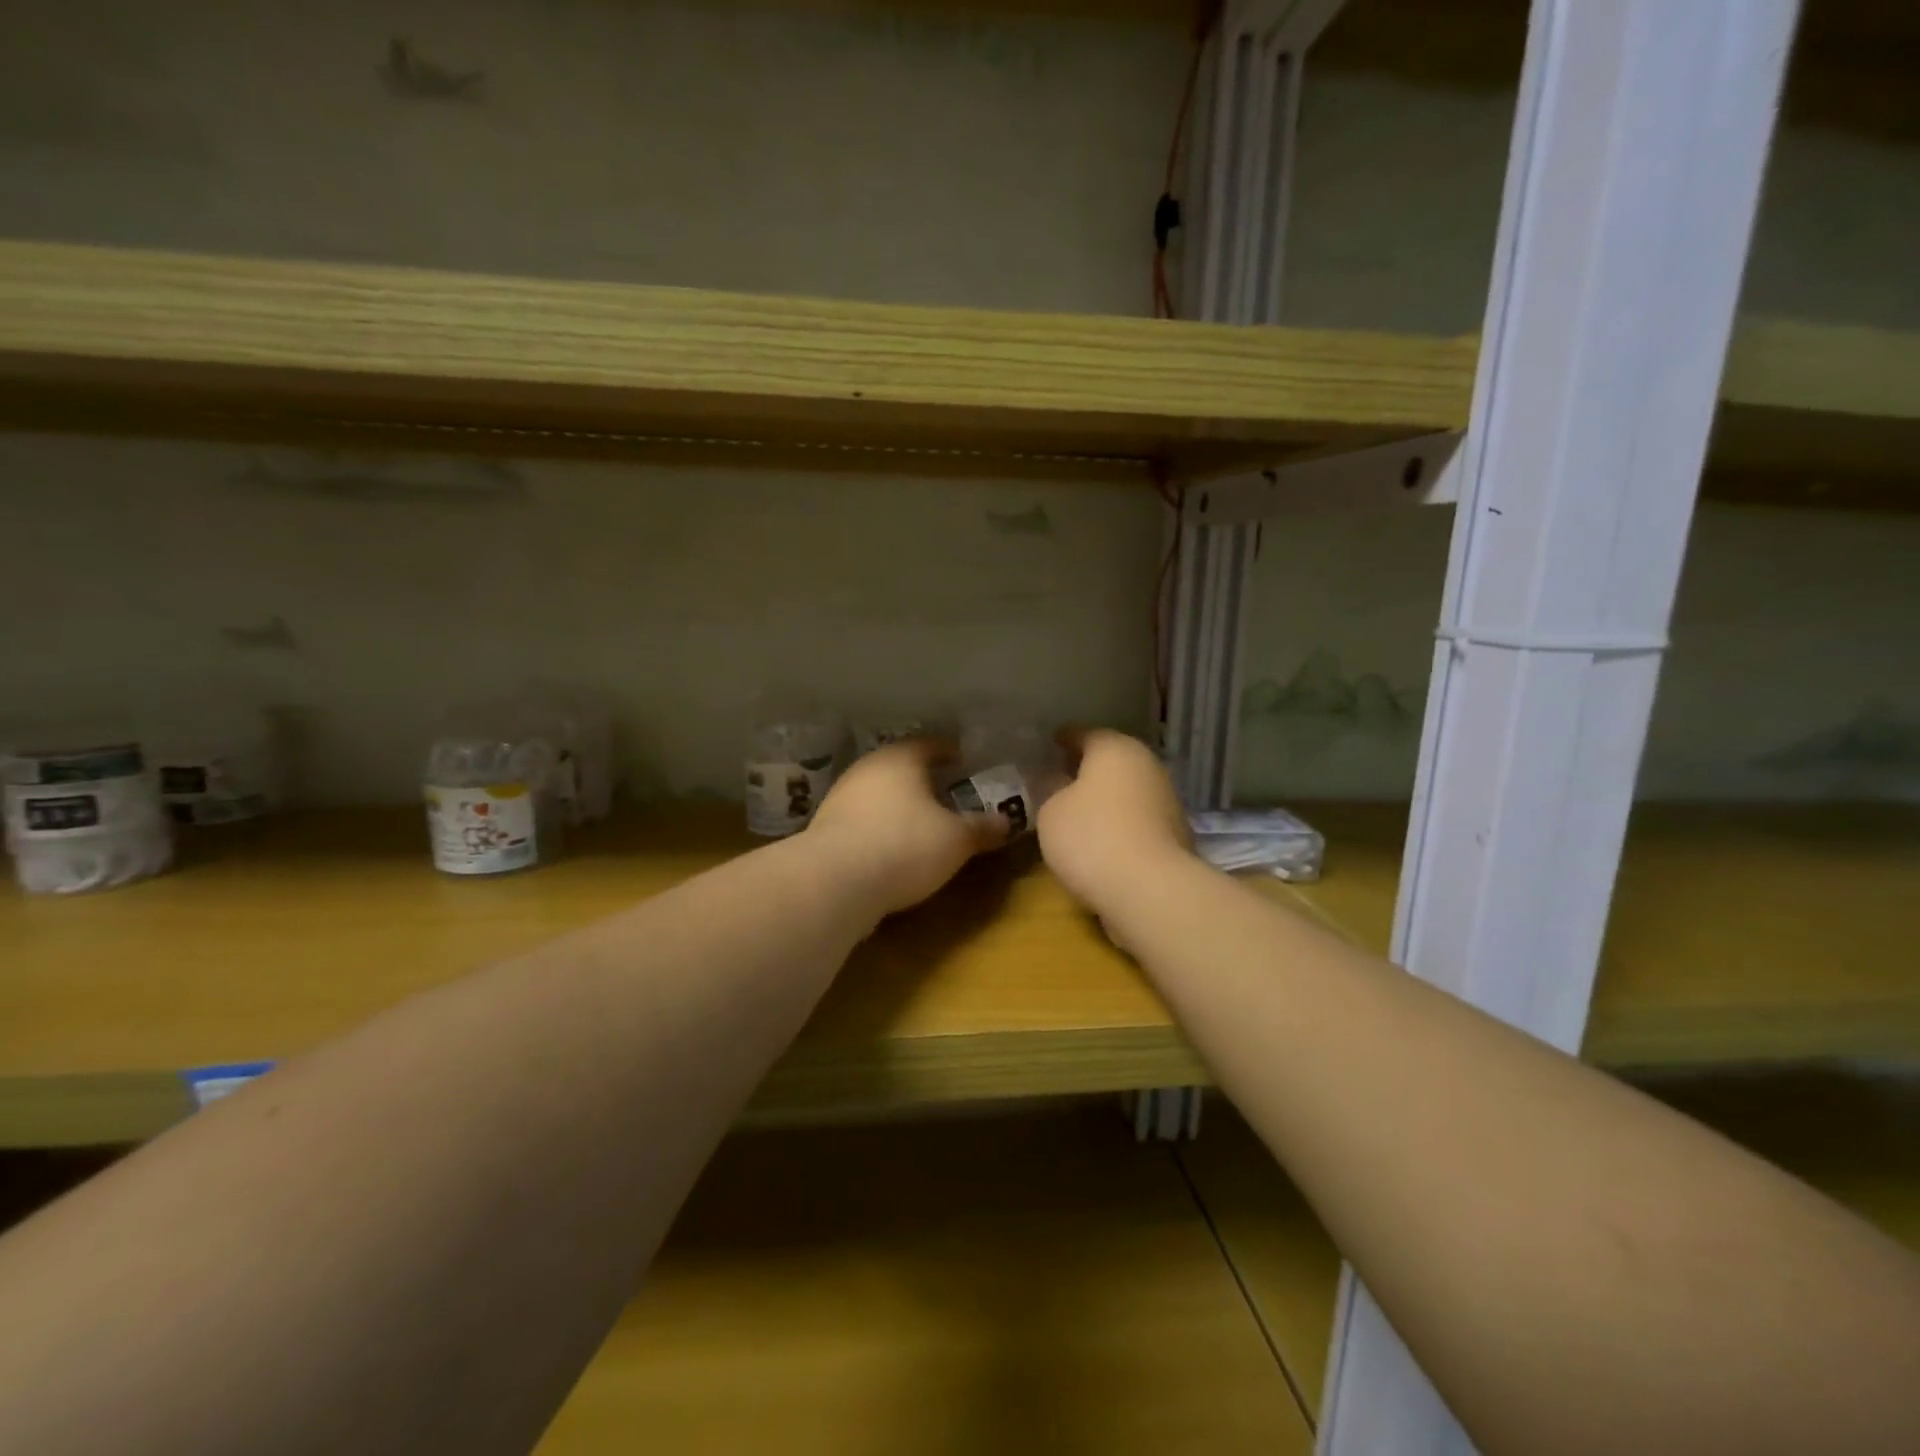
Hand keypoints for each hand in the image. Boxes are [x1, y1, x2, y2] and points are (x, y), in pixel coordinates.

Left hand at [806, 740, 1008, 915]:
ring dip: (899, 804)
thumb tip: (1007, 822)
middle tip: (949, 794)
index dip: (952, 753)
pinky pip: (863, 819)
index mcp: (901, 758)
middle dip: (925, 779)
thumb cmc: (905, 845)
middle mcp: (868, 768)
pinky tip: (892, 845)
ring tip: (922, 822)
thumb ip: (982, 828)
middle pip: (903, 767)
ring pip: (880, 792)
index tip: (968, 763)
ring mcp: (841, 796)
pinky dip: (880, 826)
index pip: (932, 744)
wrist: (834, 882)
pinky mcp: (826, 827)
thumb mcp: (956, 840)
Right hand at [1037, 730, 1192, 915]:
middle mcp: (1146, 765)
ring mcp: (1166, 799)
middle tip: (1059, 777)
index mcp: (1115, 749)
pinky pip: (1138, 817)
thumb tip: (1051, 778)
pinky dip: (1120, 820)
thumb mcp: (1050, 811)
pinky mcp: (1175, 834)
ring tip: (1077, 810)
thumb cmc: (1092, 837)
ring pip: (1127, 788)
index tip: (1048, 745)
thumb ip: (1048, 788)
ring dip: (1106, 796)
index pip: (1083, 734)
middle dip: (1086, 767)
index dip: (1063, 739)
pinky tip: (1102, 836)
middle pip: (1111, 760)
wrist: (1151, 890)